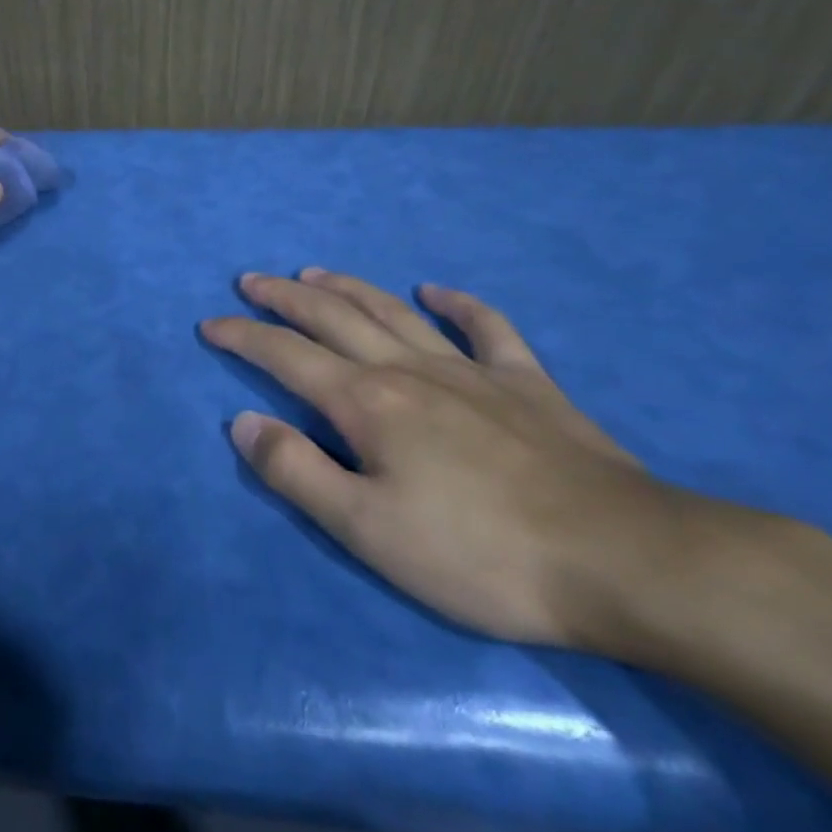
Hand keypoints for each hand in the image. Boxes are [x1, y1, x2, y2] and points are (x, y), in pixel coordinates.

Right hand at [202, 270, 715, 648]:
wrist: (621, 559)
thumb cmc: (479, 553)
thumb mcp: (366, 529)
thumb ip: (296, 471)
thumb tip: (243, 422)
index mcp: (366, 403)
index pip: (285, 356)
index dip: (243, 337)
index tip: (210, 324)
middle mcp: (408, 370)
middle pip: (333, 317)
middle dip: (285, 296)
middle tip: (251, 280)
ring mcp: (470, 371)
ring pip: (394, 312)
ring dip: (348, 287)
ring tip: (314, 272)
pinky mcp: (526, 384)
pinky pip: (487, 328)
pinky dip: (458, 304)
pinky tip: (436, 290)